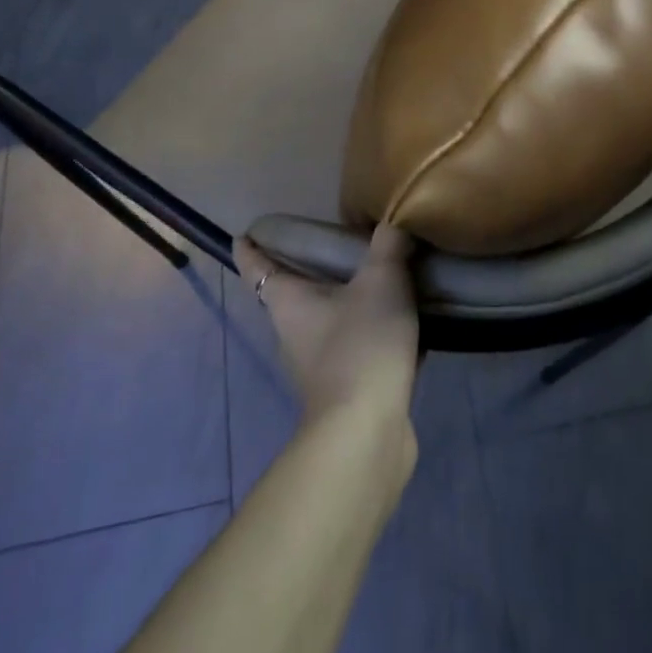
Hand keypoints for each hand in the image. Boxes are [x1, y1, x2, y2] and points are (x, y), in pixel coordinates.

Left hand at [234, 222, 420, 435]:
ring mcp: (318, 365)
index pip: (257, 267)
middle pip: (293, 293)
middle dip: (308, 270)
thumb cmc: (361, 345)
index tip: (246, 233)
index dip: (250, 248)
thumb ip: (388, 246)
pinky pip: (357, 346)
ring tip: (378, 276)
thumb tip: (394, 219)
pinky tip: (405, 322)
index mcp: (288, 303)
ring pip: (328, 321)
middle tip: (336, 241)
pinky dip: (372, 331)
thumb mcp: (381, 282)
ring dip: (346, 301)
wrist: (367, 433)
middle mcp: (293, 333)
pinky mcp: (346, 389)